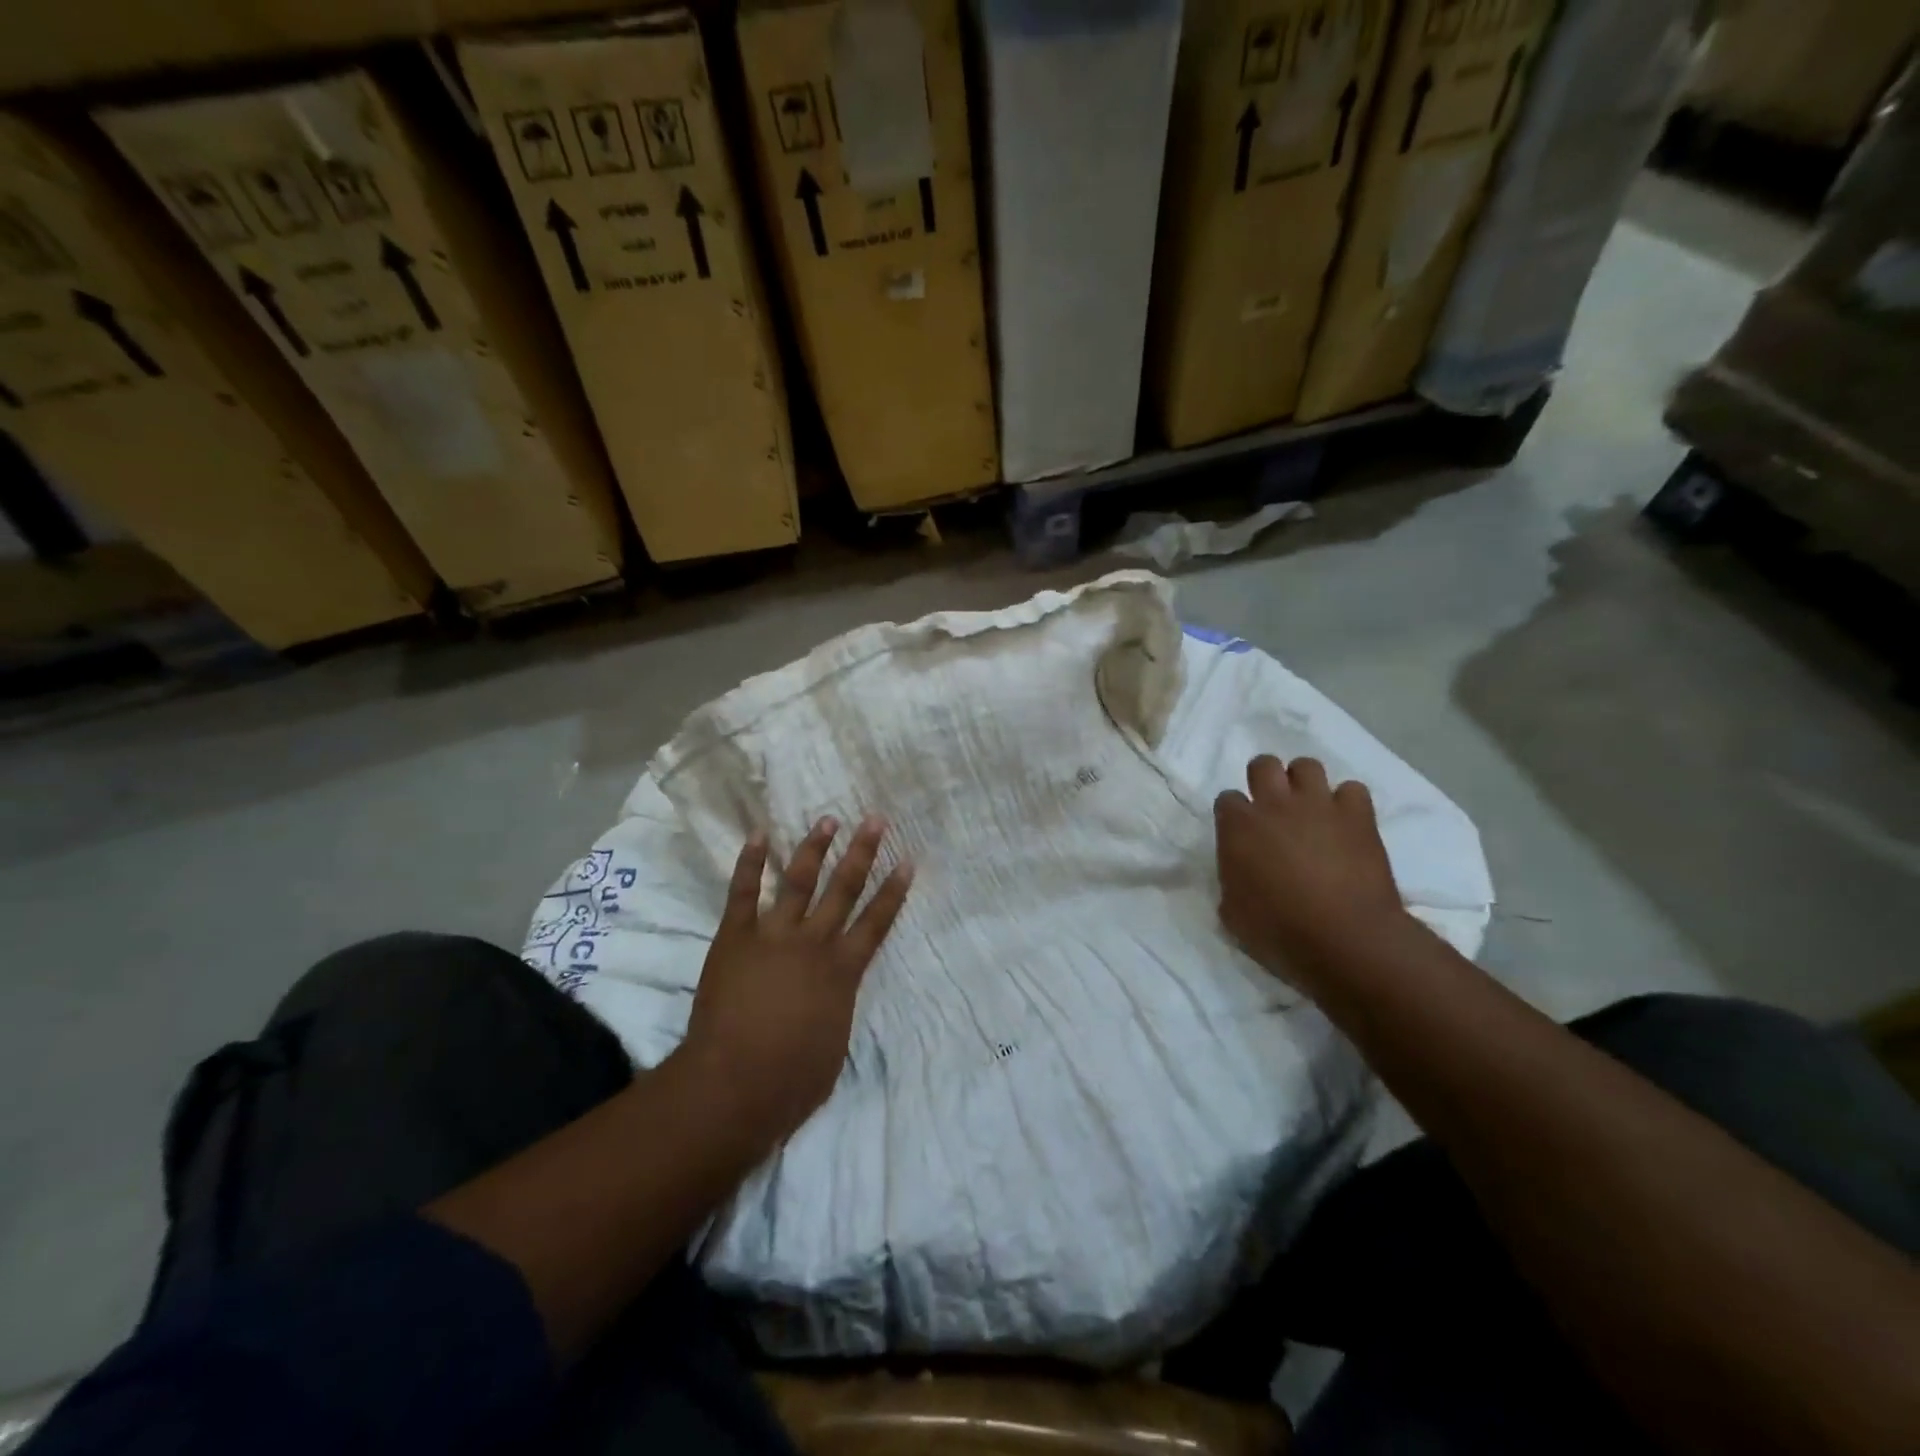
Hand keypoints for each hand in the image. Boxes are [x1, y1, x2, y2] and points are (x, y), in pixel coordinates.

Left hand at [682, 815, 912, 1147]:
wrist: (734, 1084)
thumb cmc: (792, 1079)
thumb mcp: (835, 1045)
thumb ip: (837, 1008)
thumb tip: (834, 994)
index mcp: (843, 970)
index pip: (877, 922)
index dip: (894, 891)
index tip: (907, 861)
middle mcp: (814, 943)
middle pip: (844, 889)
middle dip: (862, 852)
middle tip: (875, 819)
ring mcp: (773, 935)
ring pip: (799, 881)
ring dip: (814, 848)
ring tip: (827, 820)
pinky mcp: (735, 937)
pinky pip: (743, 892)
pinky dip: (750, 862)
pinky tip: (760, 835)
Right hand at [1214, 755, 1408, 987]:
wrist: (1345, 939)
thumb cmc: (1279, 932)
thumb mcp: (1233, 913)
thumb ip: (1231, 881)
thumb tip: (1239, 874)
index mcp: (1237, 827)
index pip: (1227, 800)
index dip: (1233, 815)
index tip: (1241, 834)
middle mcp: (1274, 805)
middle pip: (1264, 765)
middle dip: (1265, 779)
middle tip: (1273, 807)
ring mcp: (1318, 806)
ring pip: (1307, 766)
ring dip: (1305, 783)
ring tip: (1310, 808)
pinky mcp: (1358, 816)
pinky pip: (1352, 790)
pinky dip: (1348, 803)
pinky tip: (1346, 823)